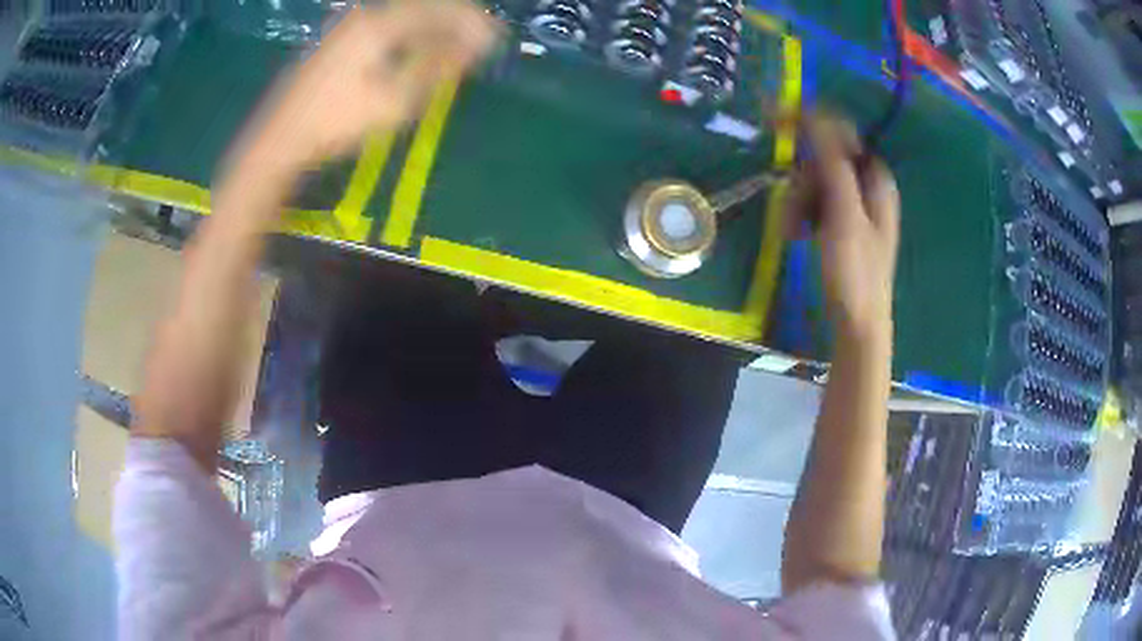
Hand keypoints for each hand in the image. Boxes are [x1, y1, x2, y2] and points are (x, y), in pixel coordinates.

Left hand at [239, 0, 498, 173]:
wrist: (281, 139)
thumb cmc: (337, 121)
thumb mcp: (395, 98)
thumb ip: (438, 66)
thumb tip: (478, 45)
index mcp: (380, 22)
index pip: (440, 9)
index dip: (472, 21)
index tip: (497, 37)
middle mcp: (366, 15)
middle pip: (422, 9)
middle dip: (455, 24)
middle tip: (481, 44)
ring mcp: (348, 26)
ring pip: (404, 18)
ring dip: (433, 31)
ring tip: (455, 51)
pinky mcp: (339, 41)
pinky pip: (386, 28)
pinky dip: (409, 37)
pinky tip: (418, 54)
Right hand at [787, 115, 899, 339]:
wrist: (857, 323)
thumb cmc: (855, 272)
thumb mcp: (843, 215)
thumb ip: (832, 163)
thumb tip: (816, 116)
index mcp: (875, 178)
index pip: (840, 132)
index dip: (809, 120)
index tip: (773, 118)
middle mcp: (866, 184)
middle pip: (823, 158)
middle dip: (802, 180)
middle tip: (793, 209)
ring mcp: (853, 204)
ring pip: (814, 181)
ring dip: (797, 202)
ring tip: (793, 232)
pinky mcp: (841, 221)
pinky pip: (814, 202)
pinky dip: (801, 214)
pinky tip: (796, 236)